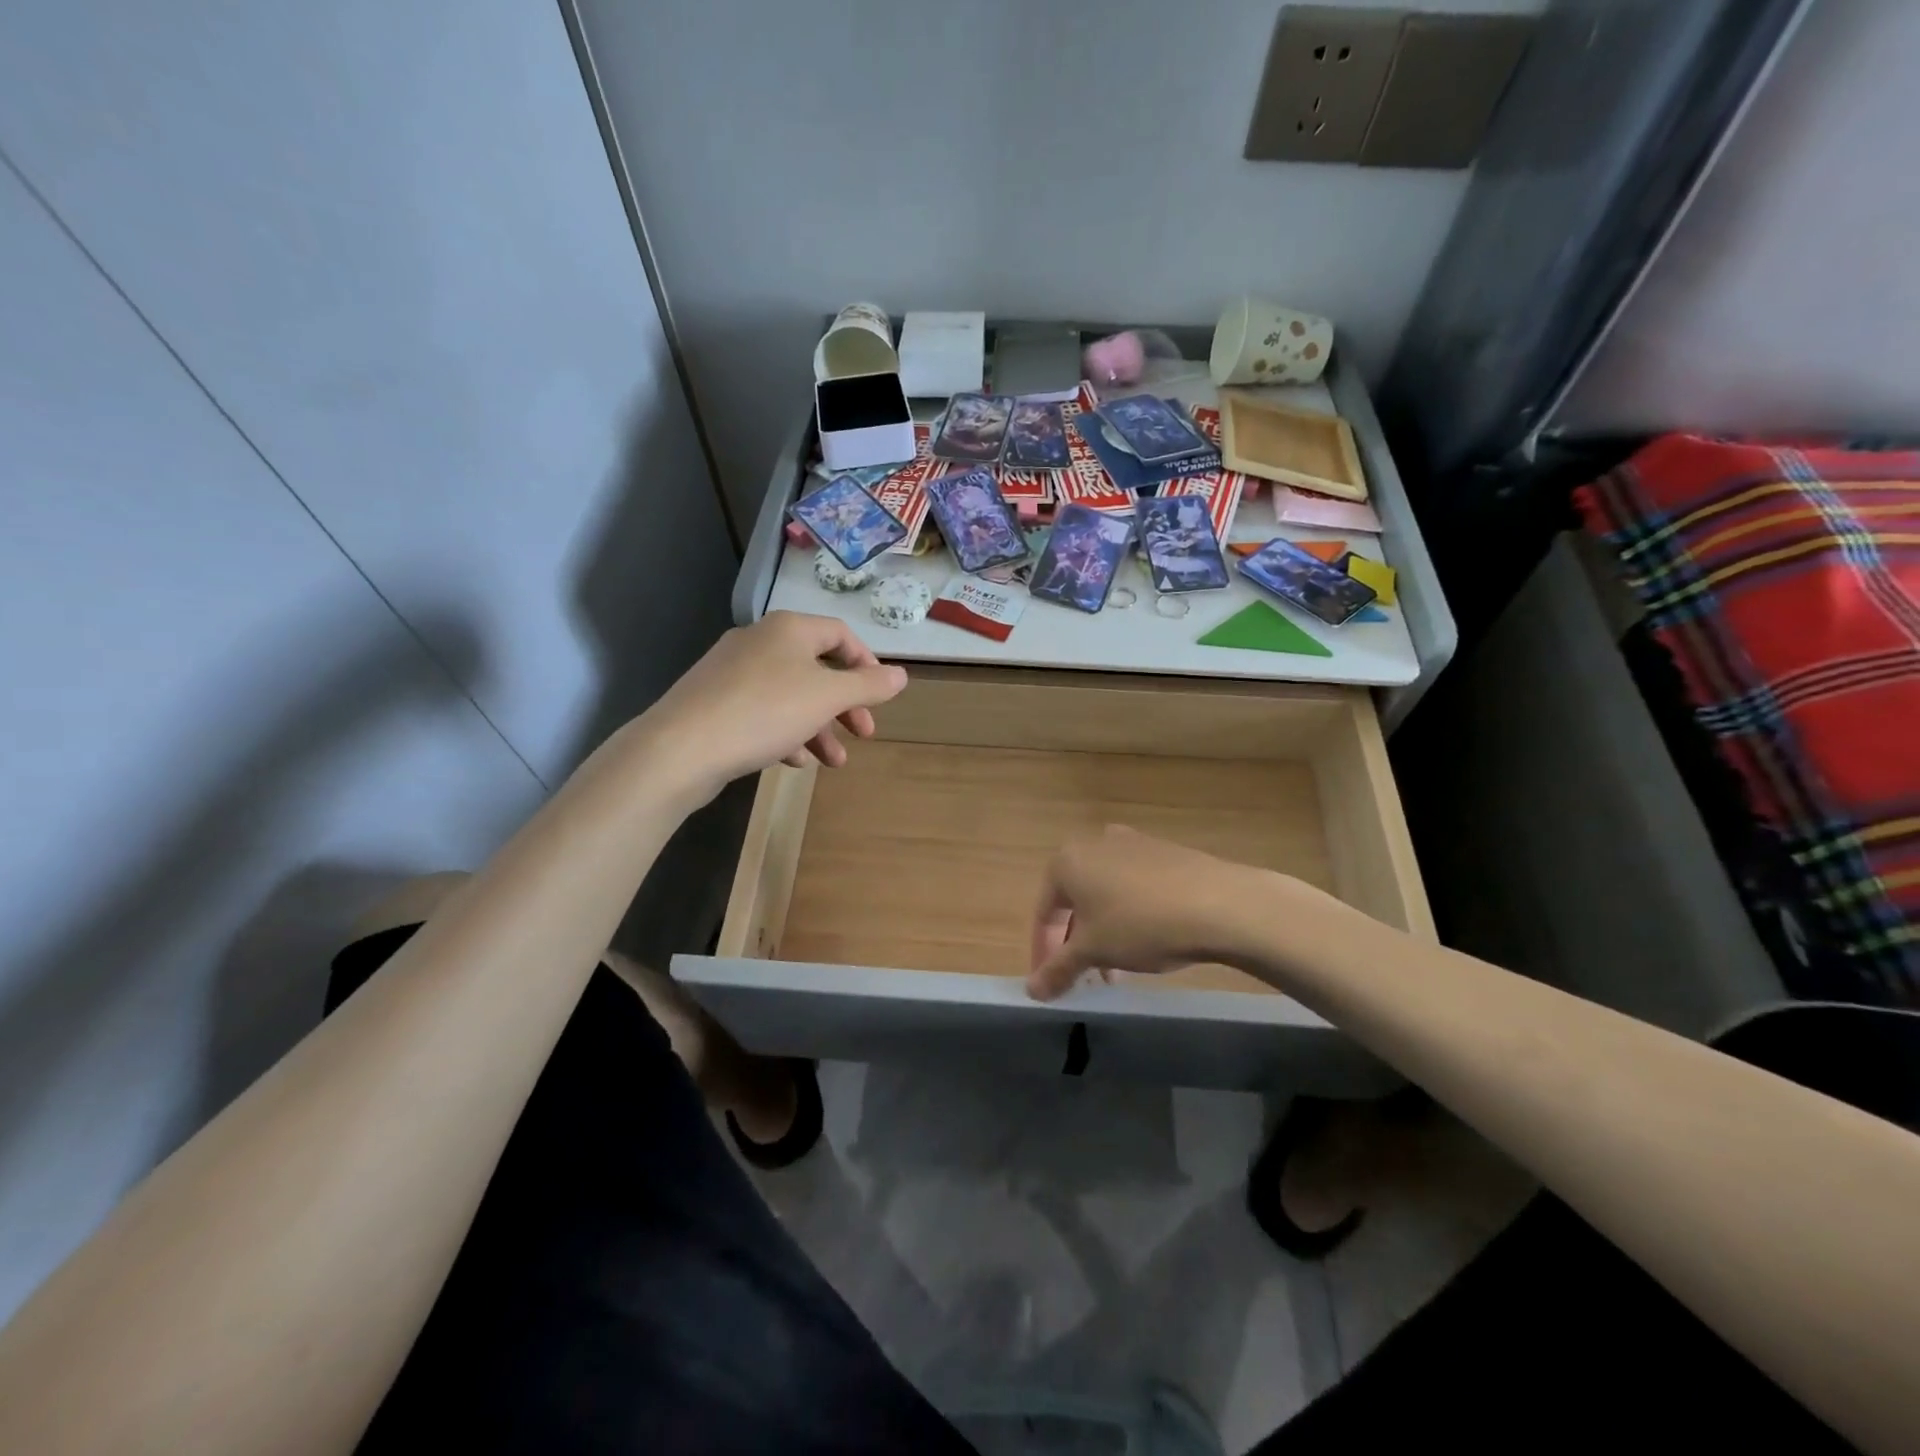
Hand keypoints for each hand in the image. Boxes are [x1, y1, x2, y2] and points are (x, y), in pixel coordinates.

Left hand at [644, 611, 907, 796]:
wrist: (681, 748)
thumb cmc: (765, 712)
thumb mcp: (827, 698)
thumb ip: (868, 686)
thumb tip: (901, 675)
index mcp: (789, 629)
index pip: (841, 634)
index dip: (867, 664)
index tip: (880, 697)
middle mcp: (760, 641)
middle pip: (817, 668)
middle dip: (845, 704)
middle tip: (864, 734)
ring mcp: (732, 671)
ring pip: (791, 695)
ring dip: (819, 727)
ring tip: (833, 762)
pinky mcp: (714, 701)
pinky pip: (762, 711)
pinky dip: (785, 732)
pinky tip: (794, 761)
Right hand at [1026, 826, 1287, 1000]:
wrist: (1220, 903)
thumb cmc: (1140, 924)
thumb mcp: (1094, 951)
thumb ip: (1058, 969)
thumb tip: (1033, 990)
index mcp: (1067, 860)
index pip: (1044, 913)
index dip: (1043, 952)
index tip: (1050, 984)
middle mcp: (1095, 844)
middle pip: (1075, 902)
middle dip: (1078, 944)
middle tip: (1087, 978)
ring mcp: (1133, 844)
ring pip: (1106, 896)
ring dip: (1104, 933)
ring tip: (1119, 969)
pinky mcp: (1165, 853)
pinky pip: (1134, 888)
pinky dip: (1131, 915)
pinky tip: (1149, 942)